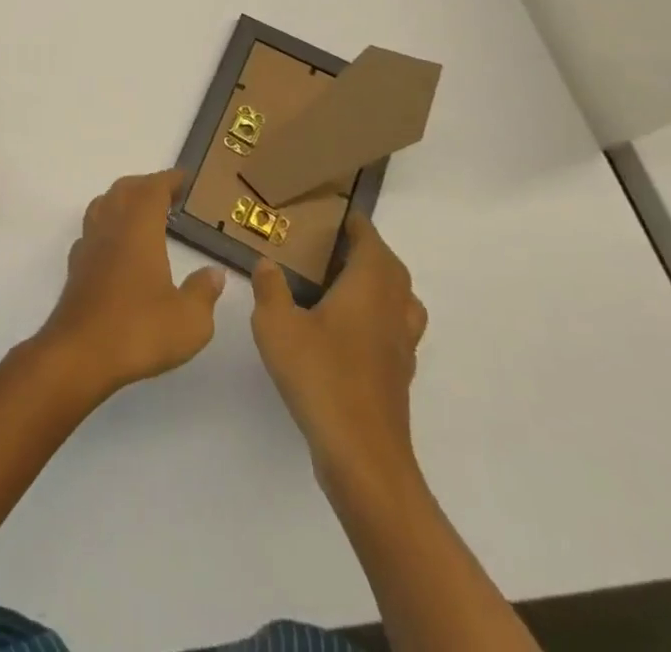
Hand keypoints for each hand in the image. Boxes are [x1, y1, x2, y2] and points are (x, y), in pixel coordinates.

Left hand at [37, 168, 225, 398]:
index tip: (185, 178)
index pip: (152, 189)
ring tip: (142, 212)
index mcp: (139, 229)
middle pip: (124, 190)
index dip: (169, 180)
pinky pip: (91, 230)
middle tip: (168, 193)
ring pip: (103, 205)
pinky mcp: (76, 266)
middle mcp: (110, 227)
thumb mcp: (190, 320)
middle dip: (146, 185)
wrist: (80, 352)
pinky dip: (106, 225)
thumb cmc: (139, 330)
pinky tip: (116, 245)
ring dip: (122, 199)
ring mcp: (89, 244)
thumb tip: (214, 273)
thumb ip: (204, 292)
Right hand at [250, 213, 426, 497]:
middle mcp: (392, 312)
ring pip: (403, 303)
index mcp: (368, 290)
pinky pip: (397, 331)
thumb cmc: (319, 376)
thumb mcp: (276, 325)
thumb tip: (267, 263)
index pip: (372, 245)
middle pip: (393, 272)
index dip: (360, 228)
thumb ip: (270, 289)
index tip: (343, 216)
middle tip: (340, 245)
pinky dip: (381, 317)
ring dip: (384, 285)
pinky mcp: (397, 377)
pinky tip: (351, 330)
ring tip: (350, 283)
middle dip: (372, 252)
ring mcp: (400, 348)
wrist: (361, 453)